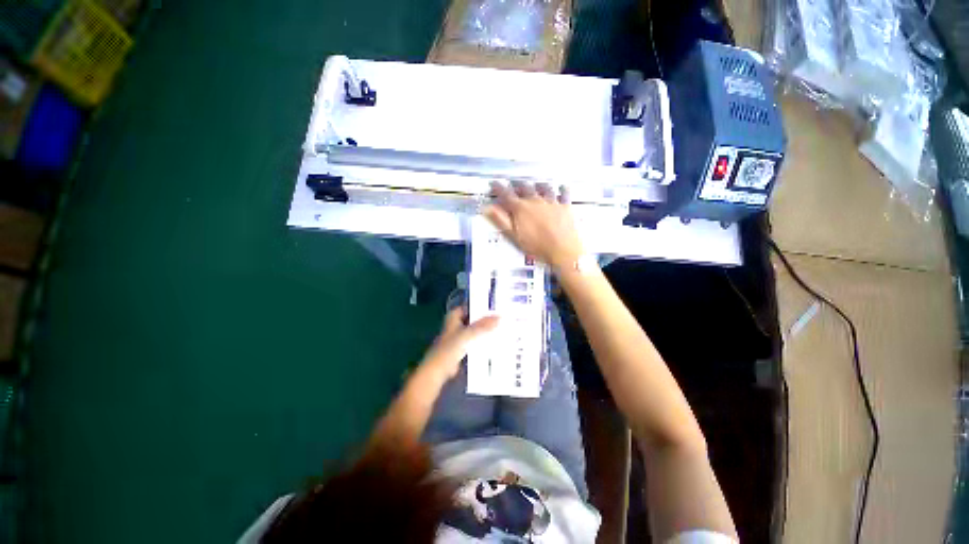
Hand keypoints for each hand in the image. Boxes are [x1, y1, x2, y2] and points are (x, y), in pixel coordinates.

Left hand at [421, 307, 498, 379]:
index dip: (482, 306)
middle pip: (474, 318)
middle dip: (485, 319)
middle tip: (502, 318)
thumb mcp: (468, 334)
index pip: (471, 306)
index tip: (496, 307)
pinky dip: (482, 340)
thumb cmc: (450, 348)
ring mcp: (458, 335)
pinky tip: (494, 341)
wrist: (439, 369)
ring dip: (485, 330)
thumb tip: (499, 317)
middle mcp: (456, 323)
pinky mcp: (461, 346)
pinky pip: (475, 340)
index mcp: (454, 315)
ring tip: (501, 328)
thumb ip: (483, 325)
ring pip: (475, 329)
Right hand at [484, 181, 584, 269]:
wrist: (562, 251)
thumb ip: (500, 220)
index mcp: (521, 209)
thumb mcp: (514, 236)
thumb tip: (488, 209)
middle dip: (517, 186)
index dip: (498, 188)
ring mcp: (551, 202)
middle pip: (524, 188)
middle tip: (514, 185)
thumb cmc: (537, 246)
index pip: (506, 194)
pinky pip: (564, 193)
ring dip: (537, 185)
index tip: (494, 184)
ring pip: (543, 187)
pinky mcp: (565, 206)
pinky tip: (562, 187)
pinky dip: (562, 189)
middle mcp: (535, 201)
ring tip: (535, 184)